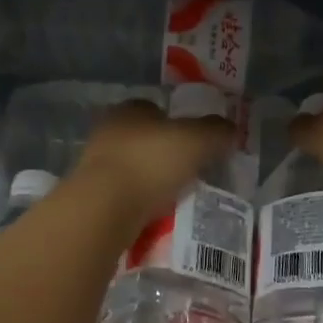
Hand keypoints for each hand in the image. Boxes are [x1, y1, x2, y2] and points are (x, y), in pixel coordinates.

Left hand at [74, 99, 235, 219]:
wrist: (104, 208)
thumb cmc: (150, 162)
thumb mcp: (196, 141)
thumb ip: (216, 131)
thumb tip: (230, 128)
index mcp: (129, 109)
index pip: (156, 108)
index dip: (178, 123)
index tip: (196, 143)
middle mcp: (108, 131)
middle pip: (144, 139)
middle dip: (165, 153)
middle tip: (190, 171)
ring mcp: (95, 164)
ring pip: (133, 167)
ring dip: (151, 179)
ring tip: (176, 196)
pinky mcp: (92, 195)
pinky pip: (124, 194)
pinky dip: (140, 201)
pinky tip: (156, 213)